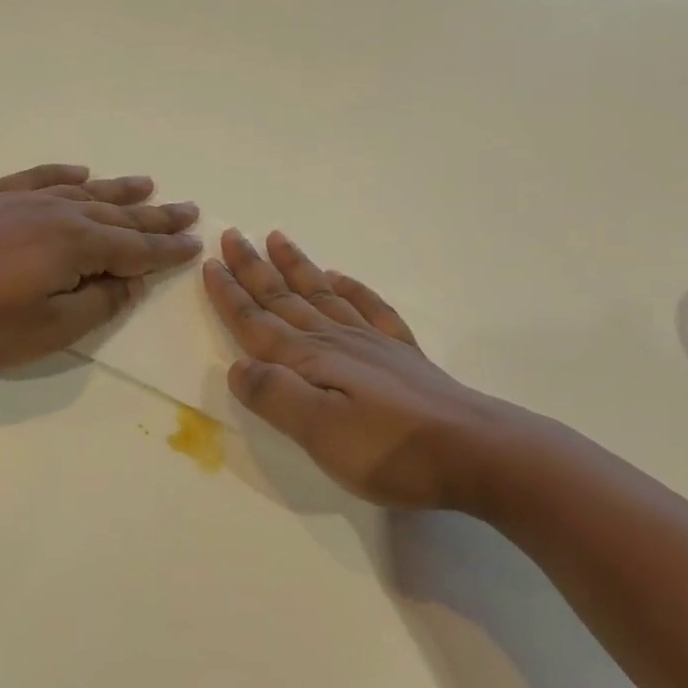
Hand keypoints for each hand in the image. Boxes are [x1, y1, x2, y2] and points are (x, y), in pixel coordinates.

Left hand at [0, 163, 201, 371]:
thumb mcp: (48, 329)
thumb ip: (98, 305)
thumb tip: (130, 282)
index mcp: (77, 245)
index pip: (136, 248)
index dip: (168, 250)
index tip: (195, 244)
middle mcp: (58, 212)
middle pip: (119, 214)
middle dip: (156, 216)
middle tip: (188, 210)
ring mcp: (23, 199)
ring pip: (85, 191)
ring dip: (120, 189)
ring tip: (148, 184)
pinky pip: (41, 177)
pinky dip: (65, 175)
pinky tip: (79, 172)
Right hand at [202, 229, 562, 512]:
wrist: (477, 451)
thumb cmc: (392, 449)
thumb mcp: (321, 433)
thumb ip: (276, 396)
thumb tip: (236, 366)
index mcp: (310, 361)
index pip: (258, 322)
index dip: (231, 295)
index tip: (210, 264)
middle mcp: (336, 341)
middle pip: (285, 298)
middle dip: (254, 268)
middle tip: (233, 235)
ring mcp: (372, 343)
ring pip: (322, 294)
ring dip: (296, 267)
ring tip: (278, 238)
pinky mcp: (401, 354)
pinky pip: (369, 307)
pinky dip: (350, 288)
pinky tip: (341, 279)